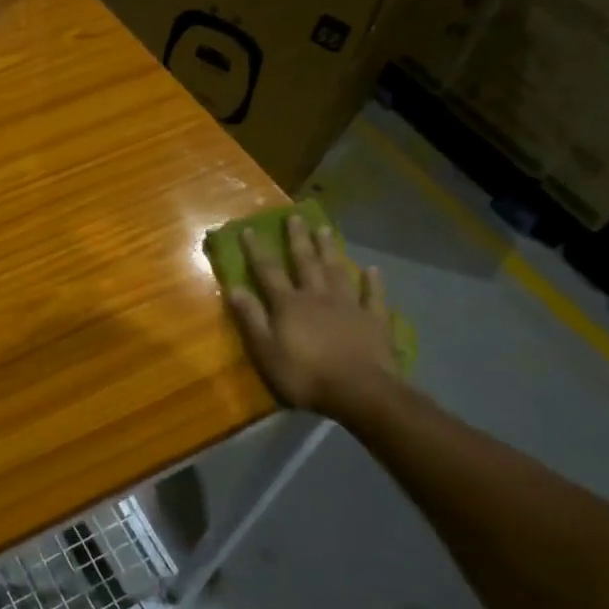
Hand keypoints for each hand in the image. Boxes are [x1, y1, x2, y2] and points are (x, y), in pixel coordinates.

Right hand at [225, 216, 399, 419]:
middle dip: (298, 239)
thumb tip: (234, 287)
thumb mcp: (266, 350)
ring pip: (337, 271)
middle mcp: (317, 296)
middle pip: (305, 262)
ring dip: (330, 250)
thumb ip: (251, 318)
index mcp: (289, 304)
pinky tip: (372, 269)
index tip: (248, 229)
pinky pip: (373, 296)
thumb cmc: (304, 375)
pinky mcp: (374, 320)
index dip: (256, 250)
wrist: (359, 391)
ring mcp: (349, 305)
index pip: (268, 271)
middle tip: (295, 216)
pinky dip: (372, 281)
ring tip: (325, 230)